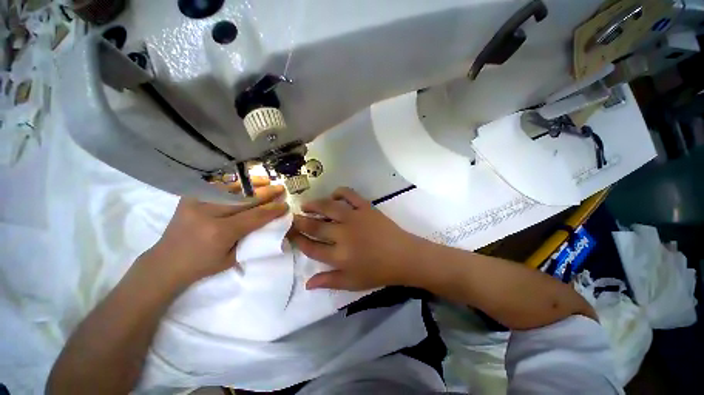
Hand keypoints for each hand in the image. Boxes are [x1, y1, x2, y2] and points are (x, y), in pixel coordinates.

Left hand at [143, 177, 287, 286]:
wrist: (165, 263)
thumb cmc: (202, 265)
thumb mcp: (233, 258)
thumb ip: (251, 239)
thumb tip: (269, 224)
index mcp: (221, 232)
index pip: (255, 216)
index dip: (273, 210)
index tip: (285, 205)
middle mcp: (209, 213)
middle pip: (245, 199)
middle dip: (267, 193)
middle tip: (281, 188)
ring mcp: (196, 203)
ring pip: (231, 189)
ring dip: (252, 185)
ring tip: (266, 180)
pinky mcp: (189, 198)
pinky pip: (215, 188)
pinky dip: (233, 184)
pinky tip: (244, 183)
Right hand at [289, 187, 425, 290]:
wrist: (404, 256)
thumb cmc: (379, 272)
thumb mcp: (352, 283)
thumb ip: (329, 282)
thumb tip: (307, 283)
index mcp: (339, 256)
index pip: (311, 247)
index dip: (298, 240)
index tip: (290, 234)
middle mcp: (344, 235)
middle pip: (315, 226)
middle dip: (300, 221)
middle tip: (292, 217)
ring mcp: (355, 218)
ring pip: (328, 207)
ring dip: (314, 204)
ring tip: (306, 205)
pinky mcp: (366, 207)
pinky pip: (349, 194)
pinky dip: (339, 192)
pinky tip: (333, 196)